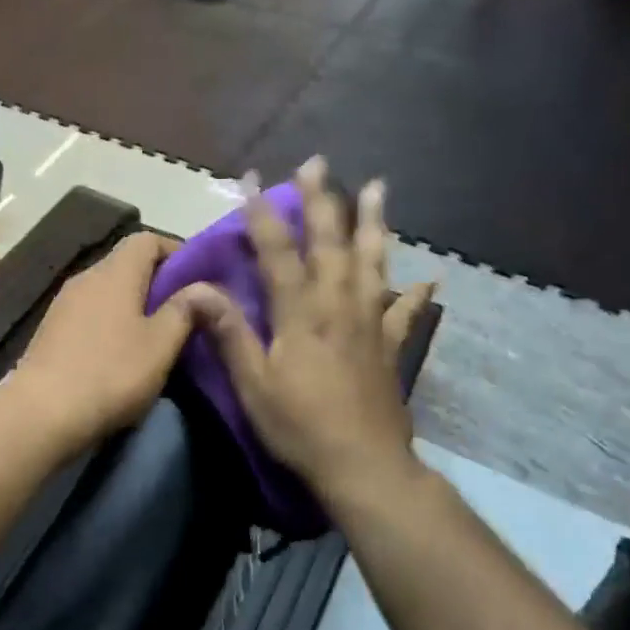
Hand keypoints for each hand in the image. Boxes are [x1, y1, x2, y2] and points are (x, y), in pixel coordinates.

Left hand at [10, 231, 194, 443]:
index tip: (197, 279)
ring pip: (107, 290)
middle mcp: (86, 277)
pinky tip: (121, 352)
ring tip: (155, 334)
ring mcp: (63, 303)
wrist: (40, 414)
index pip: (147, 238)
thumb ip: (184, 310)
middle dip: (157, 281)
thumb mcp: (160, 344)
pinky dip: (111, 321)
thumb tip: (203, 287)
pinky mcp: (51, 330)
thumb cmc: (110, 373)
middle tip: (183, 311)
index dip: (175, 251)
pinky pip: (90, 312)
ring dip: (133, 304)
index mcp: (115, 272)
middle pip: (126, 263)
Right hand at [185, 157, 433, 504]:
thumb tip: (197, 289)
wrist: (363, 466)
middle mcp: (337, 304)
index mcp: (300, 312)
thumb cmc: (299, 425)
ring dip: (374, 223)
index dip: (261, 213)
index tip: (249, 178)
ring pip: (373, 261)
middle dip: (322, 200)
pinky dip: (417, 293)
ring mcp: (369, 322)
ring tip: (378, 188)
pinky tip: (432, 278)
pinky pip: (406, 311)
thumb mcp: (253, 383)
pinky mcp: (390, 345)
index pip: (277, 251)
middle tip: (318, 163)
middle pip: (330, 241)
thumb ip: (229, 332)